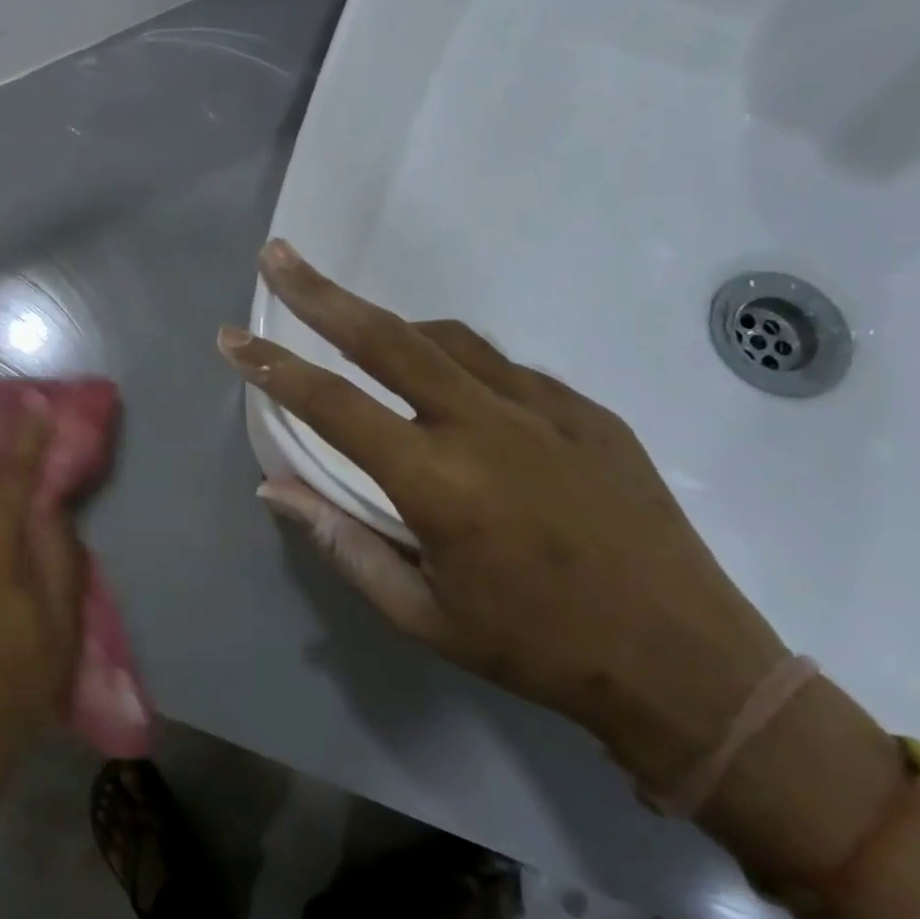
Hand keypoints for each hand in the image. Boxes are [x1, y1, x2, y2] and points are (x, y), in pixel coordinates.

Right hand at [220, 239, 789, 791]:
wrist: (687, 662)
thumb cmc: (536, 649)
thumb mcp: (421, 615)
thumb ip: (341, 543)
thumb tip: (275, 488)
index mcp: (438, 482)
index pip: (333, 405)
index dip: (273, 368)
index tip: (231, 339)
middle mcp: (486, 425)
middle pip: (389, 337)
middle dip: (322, 293)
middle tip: (279, 256)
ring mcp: (545, 408)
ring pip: (447, 339)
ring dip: (391, 326)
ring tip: (356, 329)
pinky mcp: (588, 410)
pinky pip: (504, 367)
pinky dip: (456, 361)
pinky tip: (450, 388)